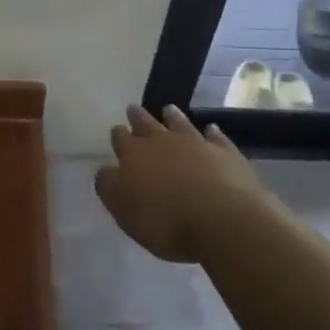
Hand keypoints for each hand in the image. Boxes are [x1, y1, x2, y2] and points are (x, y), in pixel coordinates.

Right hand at [96, 105, 264, 262]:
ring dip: (173, 117)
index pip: (121, 139)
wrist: (221, 219)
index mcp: (134, 155)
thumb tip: (105, 170)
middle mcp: (163, 142)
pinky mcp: (225, 152)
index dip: (118, 135)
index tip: (117, 130)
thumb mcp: (124, 211)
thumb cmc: (165, 221)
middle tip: (134, 109)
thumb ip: (110, 187)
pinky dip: (212, 133)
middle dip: (138, 117)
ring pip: (180, 124)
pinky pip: (216, 137)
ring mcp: (196, 143)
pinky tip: (211, 130)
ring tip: (168, 109)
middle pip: (147, 124)